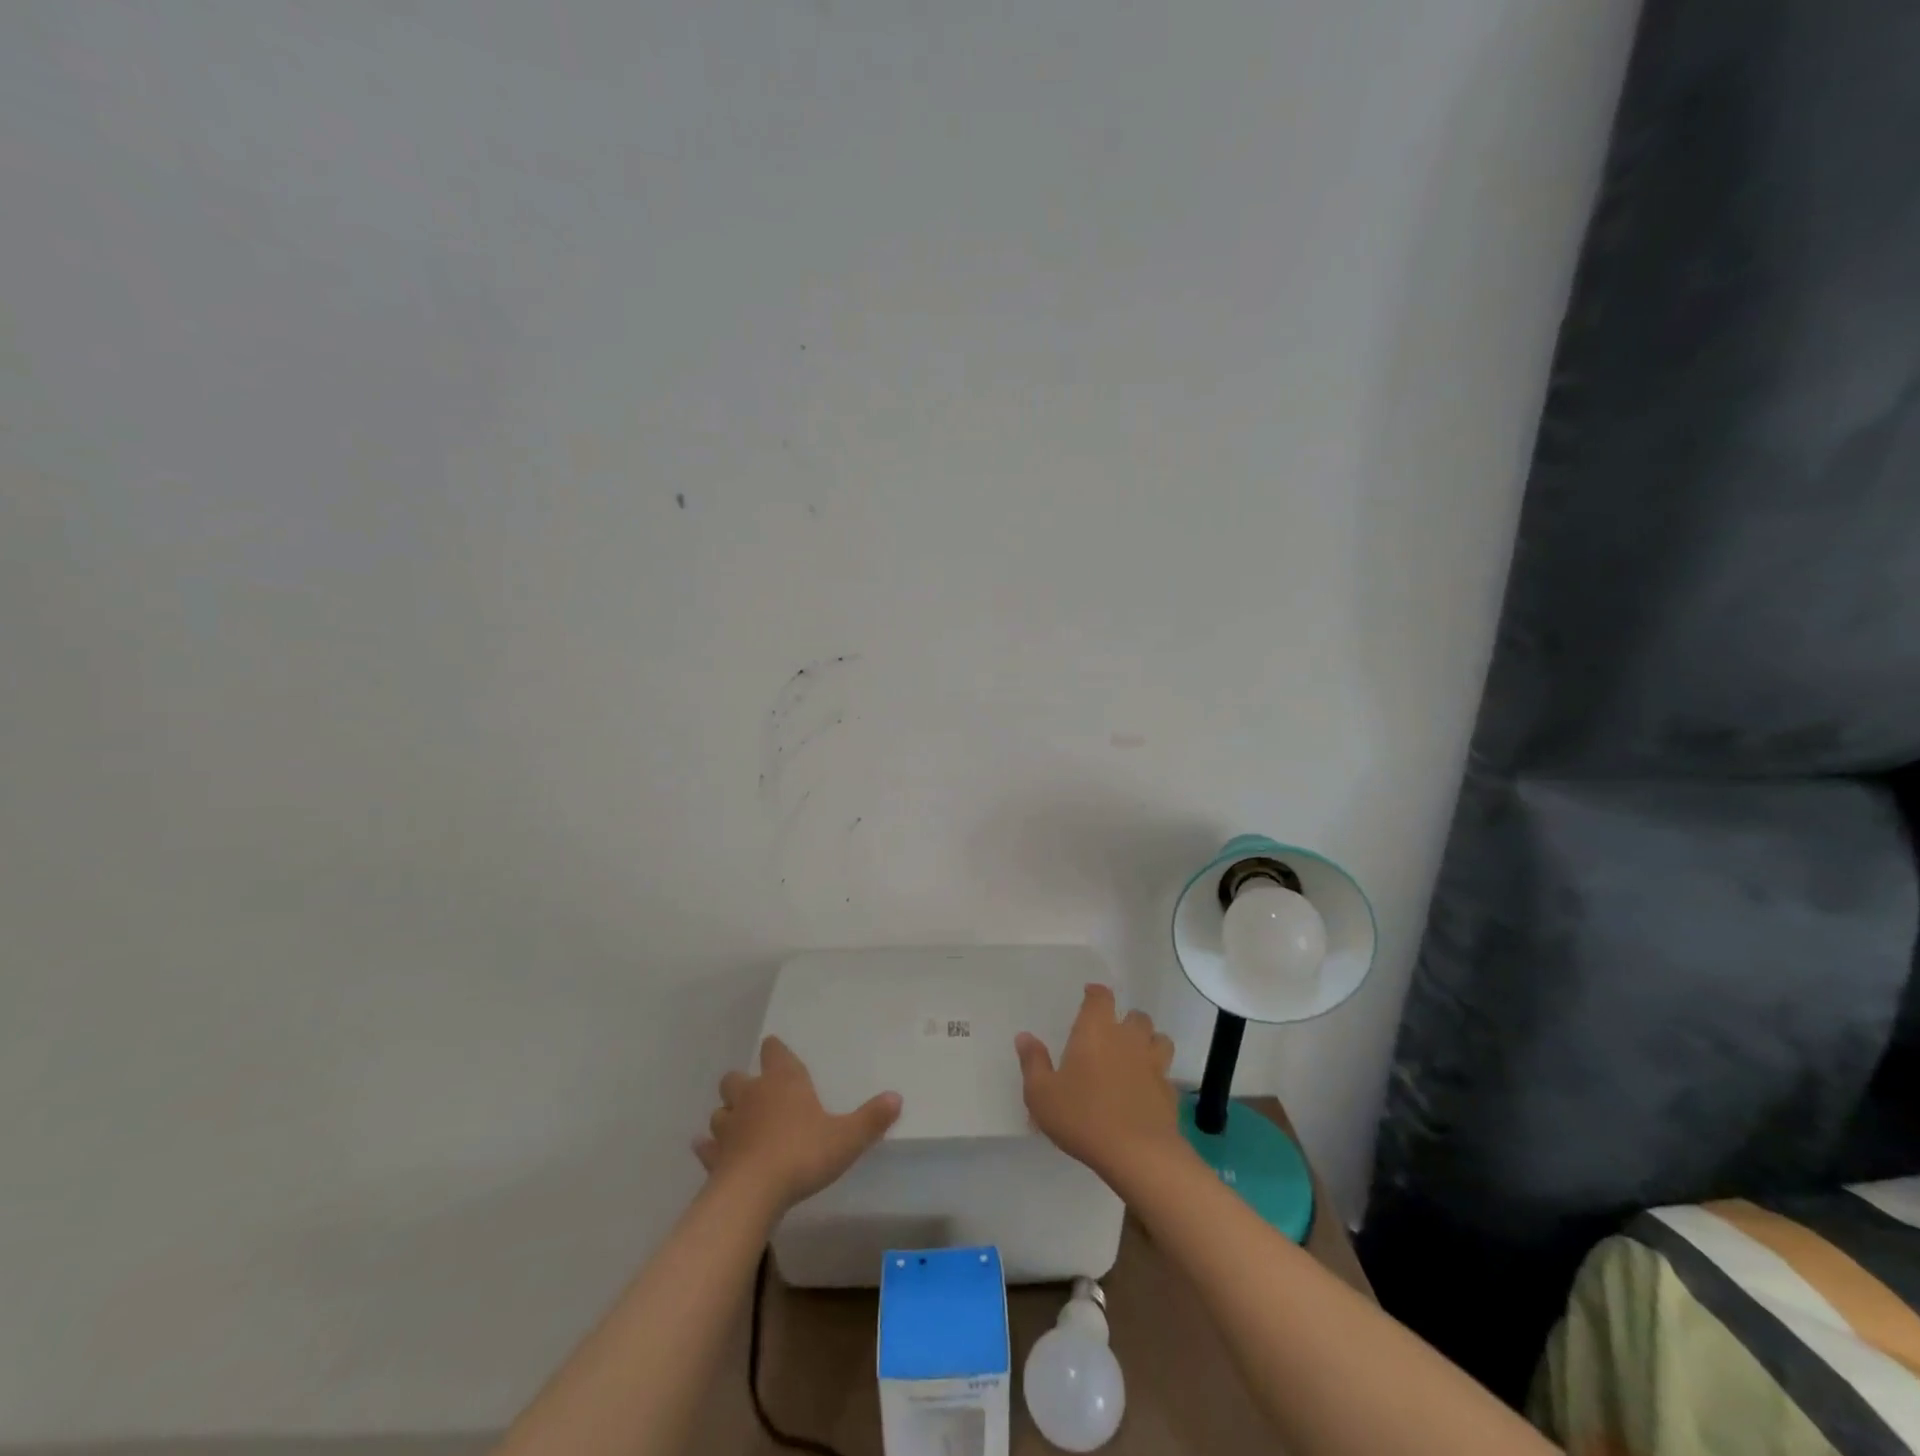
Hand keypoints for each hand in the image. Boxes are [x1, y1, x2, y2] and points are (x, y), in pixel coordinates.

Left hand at [694, 1036, 901, 1211]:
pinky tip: (713, 1153)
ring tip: (738, 1126)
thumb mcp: (846, 1138)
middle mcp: (752, 1095)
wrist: (752, 1193)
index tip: (775, 1051)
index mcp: (783, 1081)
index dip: (774, 1050)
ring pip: (719, 1110)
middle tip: (757, 1095)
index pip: (774, 1052)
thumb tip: (896, 1097)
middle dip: (743, 1083)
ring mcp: (728, 1126)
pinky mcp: (713, 1156)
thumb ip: (871, 1119)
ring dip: (727, 1115)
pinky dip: (709, 1147)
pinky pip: (706, 1146)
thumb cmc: (802, 1154)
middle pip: (736, 1078)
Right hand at [1016, 985, 1183, 1182]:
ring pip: (1159, 1039)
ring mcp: (1153, 1064)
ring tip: (1136, 1055)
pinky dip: (1157, 1076)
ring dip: (1149, 1042)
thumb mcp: (1042, 1094)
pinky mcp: (1169, 1091)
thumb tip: (1024, 1036)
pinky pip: (1165, 1074)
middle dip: (1126, 1020)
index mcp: (1096, 1031)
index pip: (1101, 998)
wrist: (1137, 1153)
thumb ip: (1033, 1062)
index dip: (1096, 993)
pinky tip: (1146, 1090)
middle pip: (1136, 1016)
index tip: (1090, 994)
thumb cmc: (1082, 1117)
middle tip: (1113, 1033)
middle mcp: (1128, 1039)